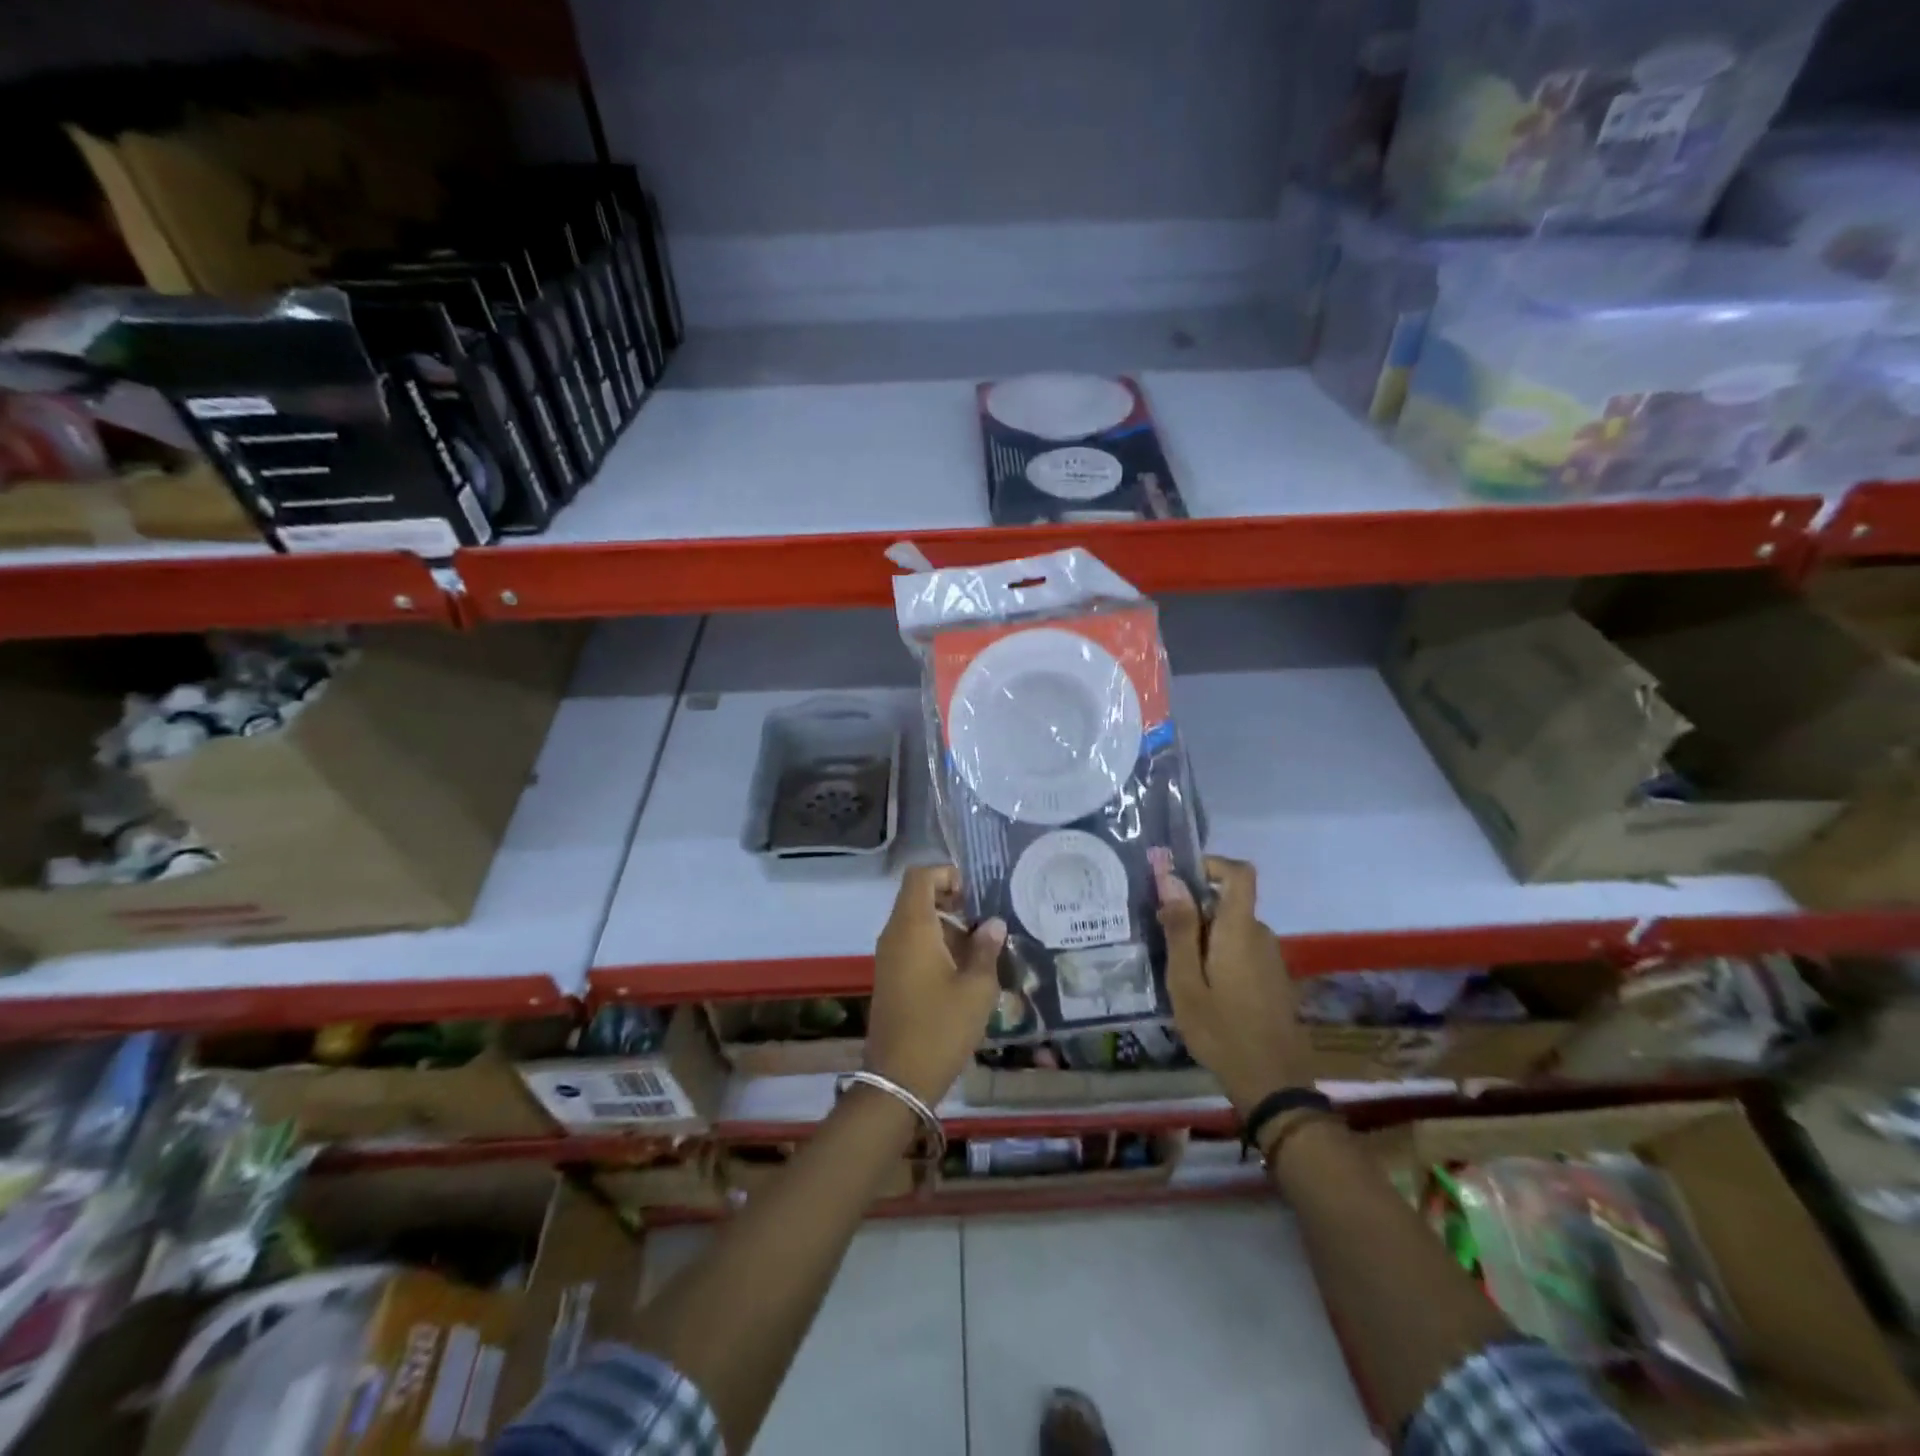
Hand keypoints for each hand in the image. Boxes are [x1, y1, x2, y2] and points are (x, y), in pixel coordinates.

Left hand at [867, 865, 1006, 1104]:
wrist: (899, 1079)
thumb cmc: (941, 1027)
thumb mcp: (976, 988)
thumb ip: (986, 949)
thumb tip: (993, 924)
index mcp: (912, 927)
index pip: (920, 876)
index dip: (947, 874)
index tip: (974, 896)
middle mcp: (894, 934)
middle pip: (918, 897)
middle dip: (952, 902)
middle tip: (984, 923)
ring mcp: (889, 957)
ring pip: (916, 923)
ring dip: (947, 928)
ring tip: (982, 952)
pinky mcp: (891, 977)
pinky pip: (911, 945)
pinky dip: (936, 946)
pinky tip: (963, 973)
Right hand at [1157, 855, 1311, 1114]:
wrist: (1273, 1085)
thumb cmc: (1221, 1031)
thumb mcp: (1186, 982)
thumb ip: (1180, 929)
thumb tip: (1171, 878)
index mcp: (1239, 930)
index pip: (1239, 873)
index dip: (1212, 864)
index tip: (1180, 880)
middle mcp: (1261, 935)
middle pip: (1228, 903)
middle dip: (1195, 911)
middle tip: (1164, 940)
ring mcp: (1271, 958)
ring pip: (1233, 929)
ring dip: (1205, 938)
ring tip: (1179, 971)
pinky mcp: (1274, 979)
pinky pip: (1243, 950)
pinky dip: (1220, 956)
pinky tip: (1203, 990)